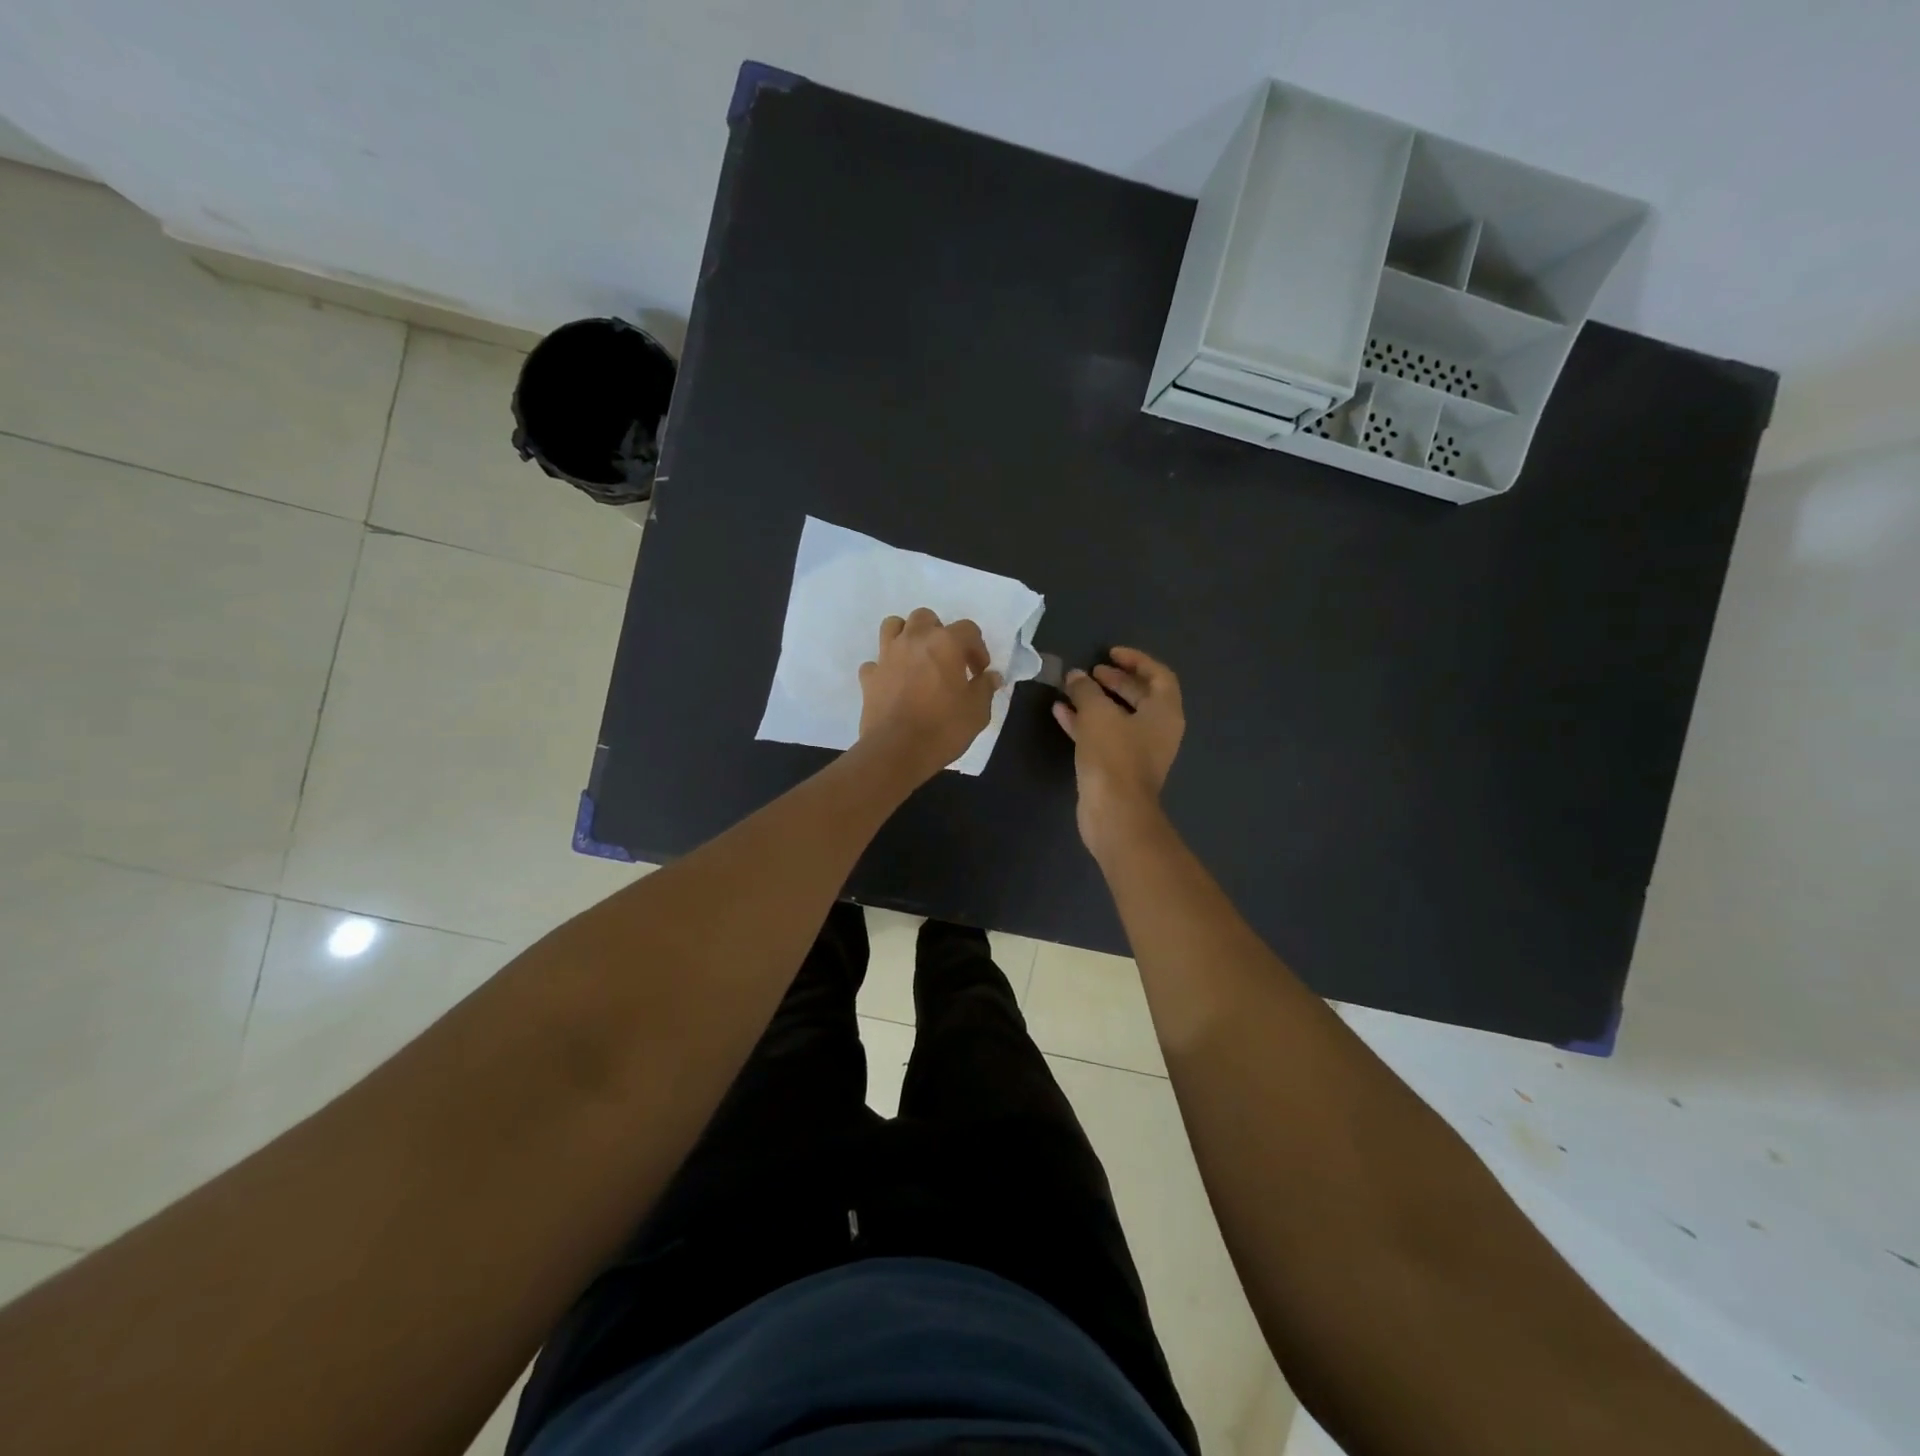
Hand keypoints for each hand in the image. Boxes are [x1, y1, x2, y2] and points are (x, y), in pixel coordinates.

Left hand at [858, 608, 1002, 780]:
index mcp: (945, 643)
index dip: (978, 648)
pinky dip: (885, 668)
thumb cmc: (943, 728)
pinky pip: (876, 662)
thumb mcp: (977, 711)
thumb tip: (991, 676)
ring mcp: (887, 656)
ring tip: (917, 658)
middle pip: (925, 618)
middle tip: (948, 659)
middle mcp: (914, 640)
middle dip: (939, 632)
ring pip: (893, 626)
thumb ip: (985, 688)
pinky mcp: (869, 677)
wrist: (897, 751)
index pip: (968, 629)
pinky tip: (894, 683)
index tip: (979, 672)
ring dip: (906, 636)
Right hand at [1053, 647, 1184, 854]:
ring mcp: (1138, 751)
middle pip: (1139, 696)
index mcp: (1164, 712)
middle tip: (1091, 672)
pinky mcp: (1117, 767)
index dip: (1135, 660)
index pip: (1158, 675)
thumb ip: (1086, 690)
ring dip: (1095, 701)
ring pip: (1118, 717)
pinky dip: (1085, 722)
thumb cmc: (1114, 756)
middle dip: (1114, 681)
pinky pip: (1103, 736)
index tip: (1110, 653)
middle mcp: (1157, 730)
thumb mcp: (1097, 714)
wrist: (1115, 813)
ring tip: (1071, 689)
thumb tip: (1076, 676)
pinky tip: (1061, 712)